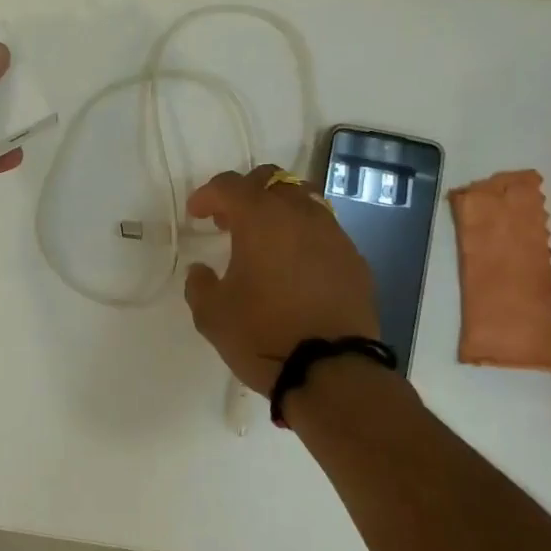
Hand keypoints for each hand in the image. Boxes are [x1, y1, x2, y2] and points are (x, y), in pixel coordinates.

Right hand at [183, 164, 380, 394]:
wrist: (331, 371)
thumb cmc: (262, 335)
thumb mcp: (212, 314)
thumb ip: (200, 284)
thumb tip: (201, 271)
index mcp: (260, 218)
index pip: (229, 186)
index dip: (207, 195)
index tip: (196, 214)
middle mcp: (300, 214)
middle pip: (271, 180)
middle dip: (246, 193)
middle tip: (230, 221)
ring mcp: (333, 234)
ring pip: (303, 201)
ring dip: (279, 211)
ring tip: (265, 241)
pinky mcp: (354, 259)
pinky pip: (324, 231)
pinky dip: (304, 236)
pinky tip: (295, 266)